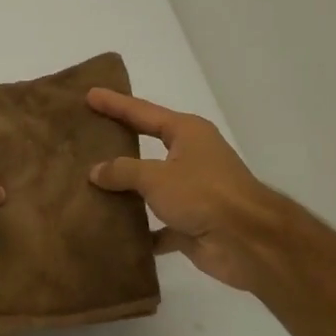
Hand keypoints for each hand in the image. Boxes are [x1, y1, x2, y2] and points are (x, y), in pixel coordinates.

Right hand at [87, 89, 287, 292]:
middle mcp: (191, 157)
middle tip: (88, 135)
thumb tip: (95, 171)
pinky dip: (139, 230)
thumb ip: (122, 171)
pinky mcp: (191, 223)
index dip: (115, 104)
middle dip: (120, 142)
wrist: (247, 241)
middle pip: (147, 145)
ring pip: (150, 187)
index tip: (90, 94)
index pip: (142, 112)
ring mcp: (192, 191)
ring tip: (88, 184)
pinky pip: (156, 224)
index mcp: (187, 133)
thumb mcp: (156, 176)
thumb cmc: (203, 194)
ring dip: (125, 189)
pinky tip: (113, 232)